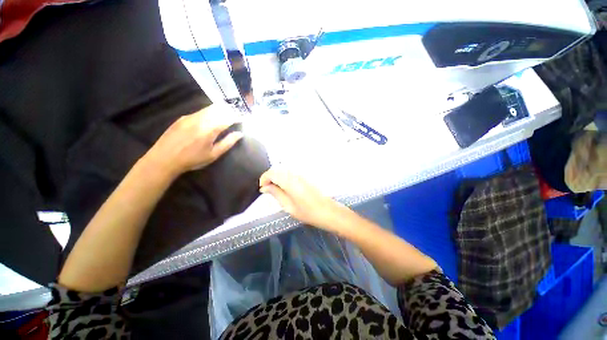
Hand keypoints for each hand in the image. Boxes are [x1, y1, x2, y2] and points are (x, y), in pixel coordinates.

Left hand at [147, 105, 242, 177]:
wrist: (164, 159)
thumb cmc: (192, 159)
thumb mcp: (213, 154)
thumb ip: (228, 143)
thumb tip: (239, 134)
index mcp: (209, 129)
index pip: (227, 118)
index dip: (236, 117)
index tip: (241, 119)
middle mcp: (200, 119)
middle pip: (218, 109)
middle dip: (229, 111)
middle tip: (235, 114)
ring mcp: (190, 117)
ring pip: (208, 109)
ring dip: (219, 110)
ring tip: (225, 114)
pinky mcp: (182, 118)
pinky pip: (199, 111)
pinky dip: (209, 112)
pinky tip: (210, 118)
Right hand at [259, 168, 345, 231]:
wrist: (327, 211)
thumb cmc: (308, 212)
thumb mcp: (288, 206)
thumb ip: (276, 194)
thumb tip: (264, 187)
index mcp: (290, 181)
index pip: (272, 173)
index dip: (264, 178)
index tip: (262, 188)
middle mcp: (296, 174)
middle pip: (278, 168)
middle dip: (270, 176)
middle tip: (268, 188)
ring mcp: (302, 173)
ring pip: (285, 169)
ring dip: (277, 176)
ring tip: (276, 188)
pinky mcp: (306, 175)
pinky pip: (292, 171)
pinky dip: (285, 176)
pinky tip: (286, 186)